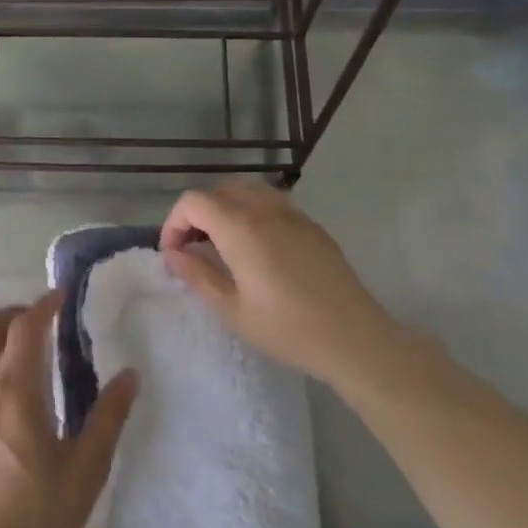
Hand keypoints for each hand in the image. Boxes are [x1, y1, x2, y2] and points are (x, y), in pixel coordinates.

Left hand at [0, 293, 137, 527]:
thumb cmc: (41, 517)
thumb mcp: (87, 468)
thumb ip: (108, 416)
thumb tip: (130, 374)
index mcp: (15, 396)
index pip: (24, 330)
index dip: (43, 306)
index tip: (61, 298)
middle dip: (13, 313)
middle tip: (40, 319)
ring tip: (19, 346)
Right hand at [160, 179, 410, 387]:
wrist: (354, 338)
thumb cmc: (287, 329)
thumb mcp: (232, 310)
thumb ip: (197, 275)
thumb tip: (173, 254)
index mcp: (241, 228)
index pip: (193, 201)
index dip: (174, 222)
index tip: (174, 253)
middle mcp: (266, 209)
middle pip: (219, 190)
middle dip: (197, 213)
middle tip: (193, 248)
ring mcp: (294, 214)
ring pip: (247, 190)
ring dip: (224, 208)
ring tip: (221, 243)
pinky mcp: (312, 225)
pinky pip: (272, 202)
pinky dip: (251, 212)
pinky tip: (255, 247)